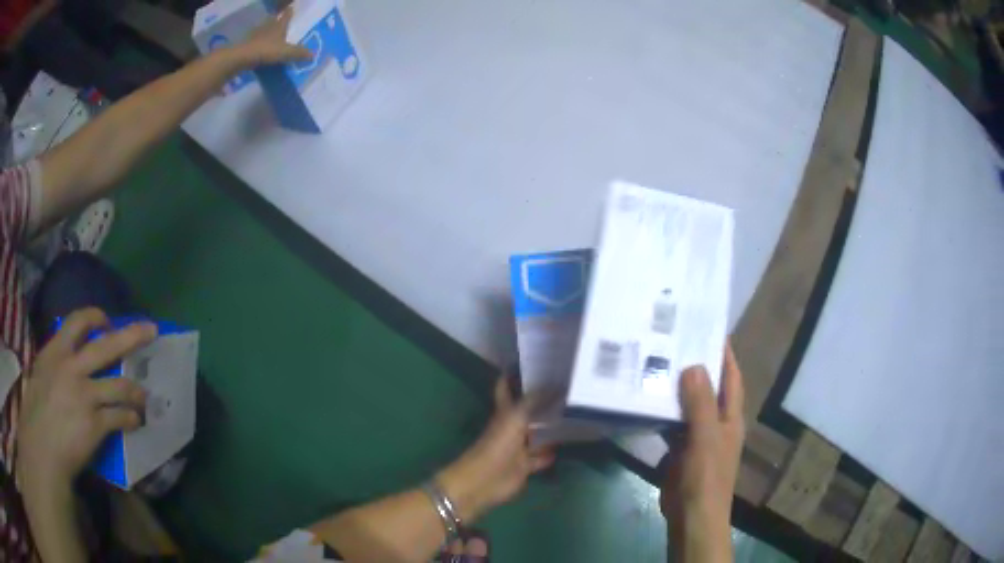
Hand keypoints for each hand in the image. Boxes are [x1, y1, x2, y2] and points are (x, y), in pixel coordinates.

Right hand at [16, 309, 155, 489]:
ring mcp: (85, 396)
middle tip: (151, 330)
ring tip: (144, 395)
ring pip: (119, 385)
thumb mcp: (36, 377)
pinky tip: (136, 422)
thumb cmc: (34, 414)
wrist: (42, 448)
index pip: (78, 321)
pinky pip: (120, 418)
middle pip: (107, 346)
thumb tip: (57, 362)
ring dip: (136, 391)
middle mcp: (72, 368)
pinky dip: (131, 419)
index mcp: (55, 352)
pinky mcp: (95, 424)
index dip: (96, 317)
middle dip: (132, 336)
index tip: (107, 321)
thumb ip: (49, 366)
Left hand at [235, 7, 313, 66]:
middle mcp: (268, 27)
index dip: (290, 12)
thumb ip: (298, 53)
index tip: (292, 7)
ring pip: (263, 29)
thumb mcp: (285, 52)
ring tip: (270, 35)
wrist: (242, 57)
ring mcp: (256, 34)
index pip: (286, 15)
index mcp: (279, 26)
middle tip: (281, 22)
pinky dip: (258, 42)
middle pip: (274, 20)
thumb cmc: (266, 50)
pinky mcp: (247, 44)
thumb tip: (313, 54)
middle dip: (278, 20)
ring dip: (267, 31)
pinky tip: (259, 47)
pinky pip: (255, 40)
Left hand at [437, 377, 554, 521]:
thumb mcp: (516, 418)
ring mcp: (519, 447)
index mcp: (505, 411)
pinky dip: (552, 453)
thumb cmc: (497, 446)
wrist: (485, 481)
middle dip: (542, 401)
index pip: (506, 387)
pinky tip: (568, 446)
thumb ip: (534, 401)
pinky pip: (542, 457)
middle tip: (566, 388)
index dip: (513, 375)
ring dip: (551, 427)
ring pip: (537, 434)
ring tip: (575, 415)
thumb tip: (556, 384)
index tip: (532, 363)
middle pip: (527, 411)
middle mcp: (512, 426)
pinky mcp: (525, 466)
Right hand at [659, 344, 744, 562]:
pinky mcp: (680, 450)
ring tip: (655, 363)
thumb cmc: (706, 476)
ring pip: (687, 405)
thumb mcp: (706, 437)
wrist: (692, 516)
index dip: (724, 354)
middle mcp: (716, 422)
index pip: (731, 377)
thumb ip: (700, 403)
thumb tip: (693, 365)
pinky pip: (672, 424)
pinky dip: (662, 412)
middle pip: (708, 388)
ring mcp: (698, 437)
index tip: (708, 328)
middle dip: (695, 366)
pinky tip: (644, 400)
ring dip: (675, 389)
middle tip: (672, 342)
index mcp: (730, 416)